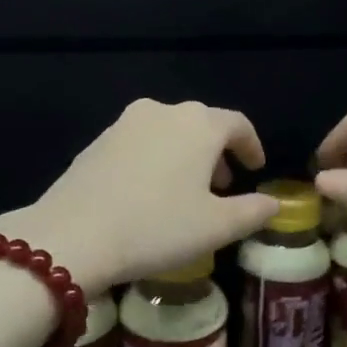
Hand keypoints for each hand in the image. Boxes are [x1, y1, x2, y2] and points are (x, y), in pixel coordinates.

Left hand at [0, 100, 279, 292]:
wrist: (73, 235)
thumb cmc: (156, 227)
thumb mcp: (216, 227)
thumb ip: (253, 211)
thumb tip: (273, 203)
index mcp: (198, 125)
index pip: (237, 123)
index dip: (251, 145)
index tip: (255, 168)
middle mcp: (162, 112)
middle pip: (201, 124)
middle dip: (216, 151)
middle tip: (222, 185)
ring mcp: (124, 123)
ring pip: (168, 132)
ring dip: (184, 155)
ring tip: (186, 191)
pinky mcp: (97, 141)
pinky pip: (139, 143)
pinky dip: (155, 159)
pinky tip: (148, 193)